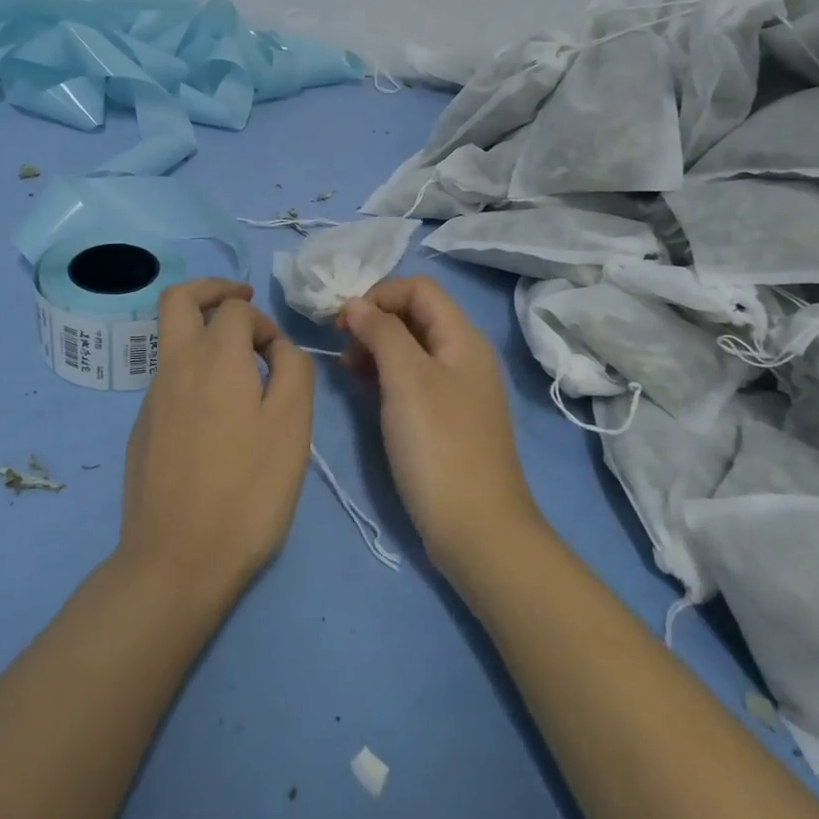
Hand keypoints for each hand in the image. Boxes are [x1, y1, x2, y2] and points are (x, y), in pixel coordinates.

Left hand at [119, 280, 314, 604]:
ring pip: (172, 341)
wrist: (176, 560)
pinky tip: (217, 420)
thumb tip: (277, 349)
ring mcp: (151, 398)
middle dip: (212, 289)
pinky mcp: (141, 428)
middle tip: (242, 299)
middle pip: (179, 299)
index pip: (236, 308)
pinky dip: (194, 374)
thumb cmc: (247, 491)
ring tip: (241, 373)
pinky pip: (169, 380)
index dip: (264, 322)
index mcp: (214, 358)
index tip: (280, 359)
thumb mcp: (291, 427)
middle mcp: (175, 366)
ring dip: (205, 336)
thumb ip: (292, 371)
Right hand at [339, 277, 544, 575]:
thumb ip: (382, 333)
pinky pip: (411, 380)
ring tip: (348, 370)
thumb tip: (357, 304)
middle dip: (374, 320)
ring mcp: (455, 390)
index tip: (343, 323)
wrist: (476, 529)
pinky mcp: (444, 419)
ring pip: (410, 348)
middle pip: (414, 315)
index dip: (378, 295)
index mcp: (462, 338)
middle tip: (342, 347)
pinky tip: (364, 390)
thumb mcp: (407, 380)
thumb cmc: (439, 446)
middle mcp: (462, 356)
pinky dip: (385, 375)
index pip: (418, 288)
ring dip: (376, 348)